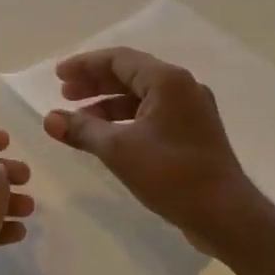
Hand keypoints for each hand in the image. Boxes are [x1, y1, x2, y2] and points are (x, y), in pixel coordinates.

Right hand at [44, 48, 263, 254]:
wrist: (226, 215)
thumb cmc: (172, 174)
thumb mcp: (118, 150)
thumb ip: (82, 130)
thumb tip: (49, 119)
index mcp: (168, 81)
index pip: (119, 59)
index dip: (85, 65)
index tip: (58, 76)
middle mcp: (182, 88)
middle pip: (130, 74)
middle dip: (94, 83)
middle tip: (64, 94)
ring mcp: (191, 111)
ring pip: (141, 96)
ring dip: (107, 103)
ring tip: (79, 118)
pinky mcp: (192, 133)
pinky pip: (152, 115)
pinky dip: (125, 120)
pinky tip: (107, 137)